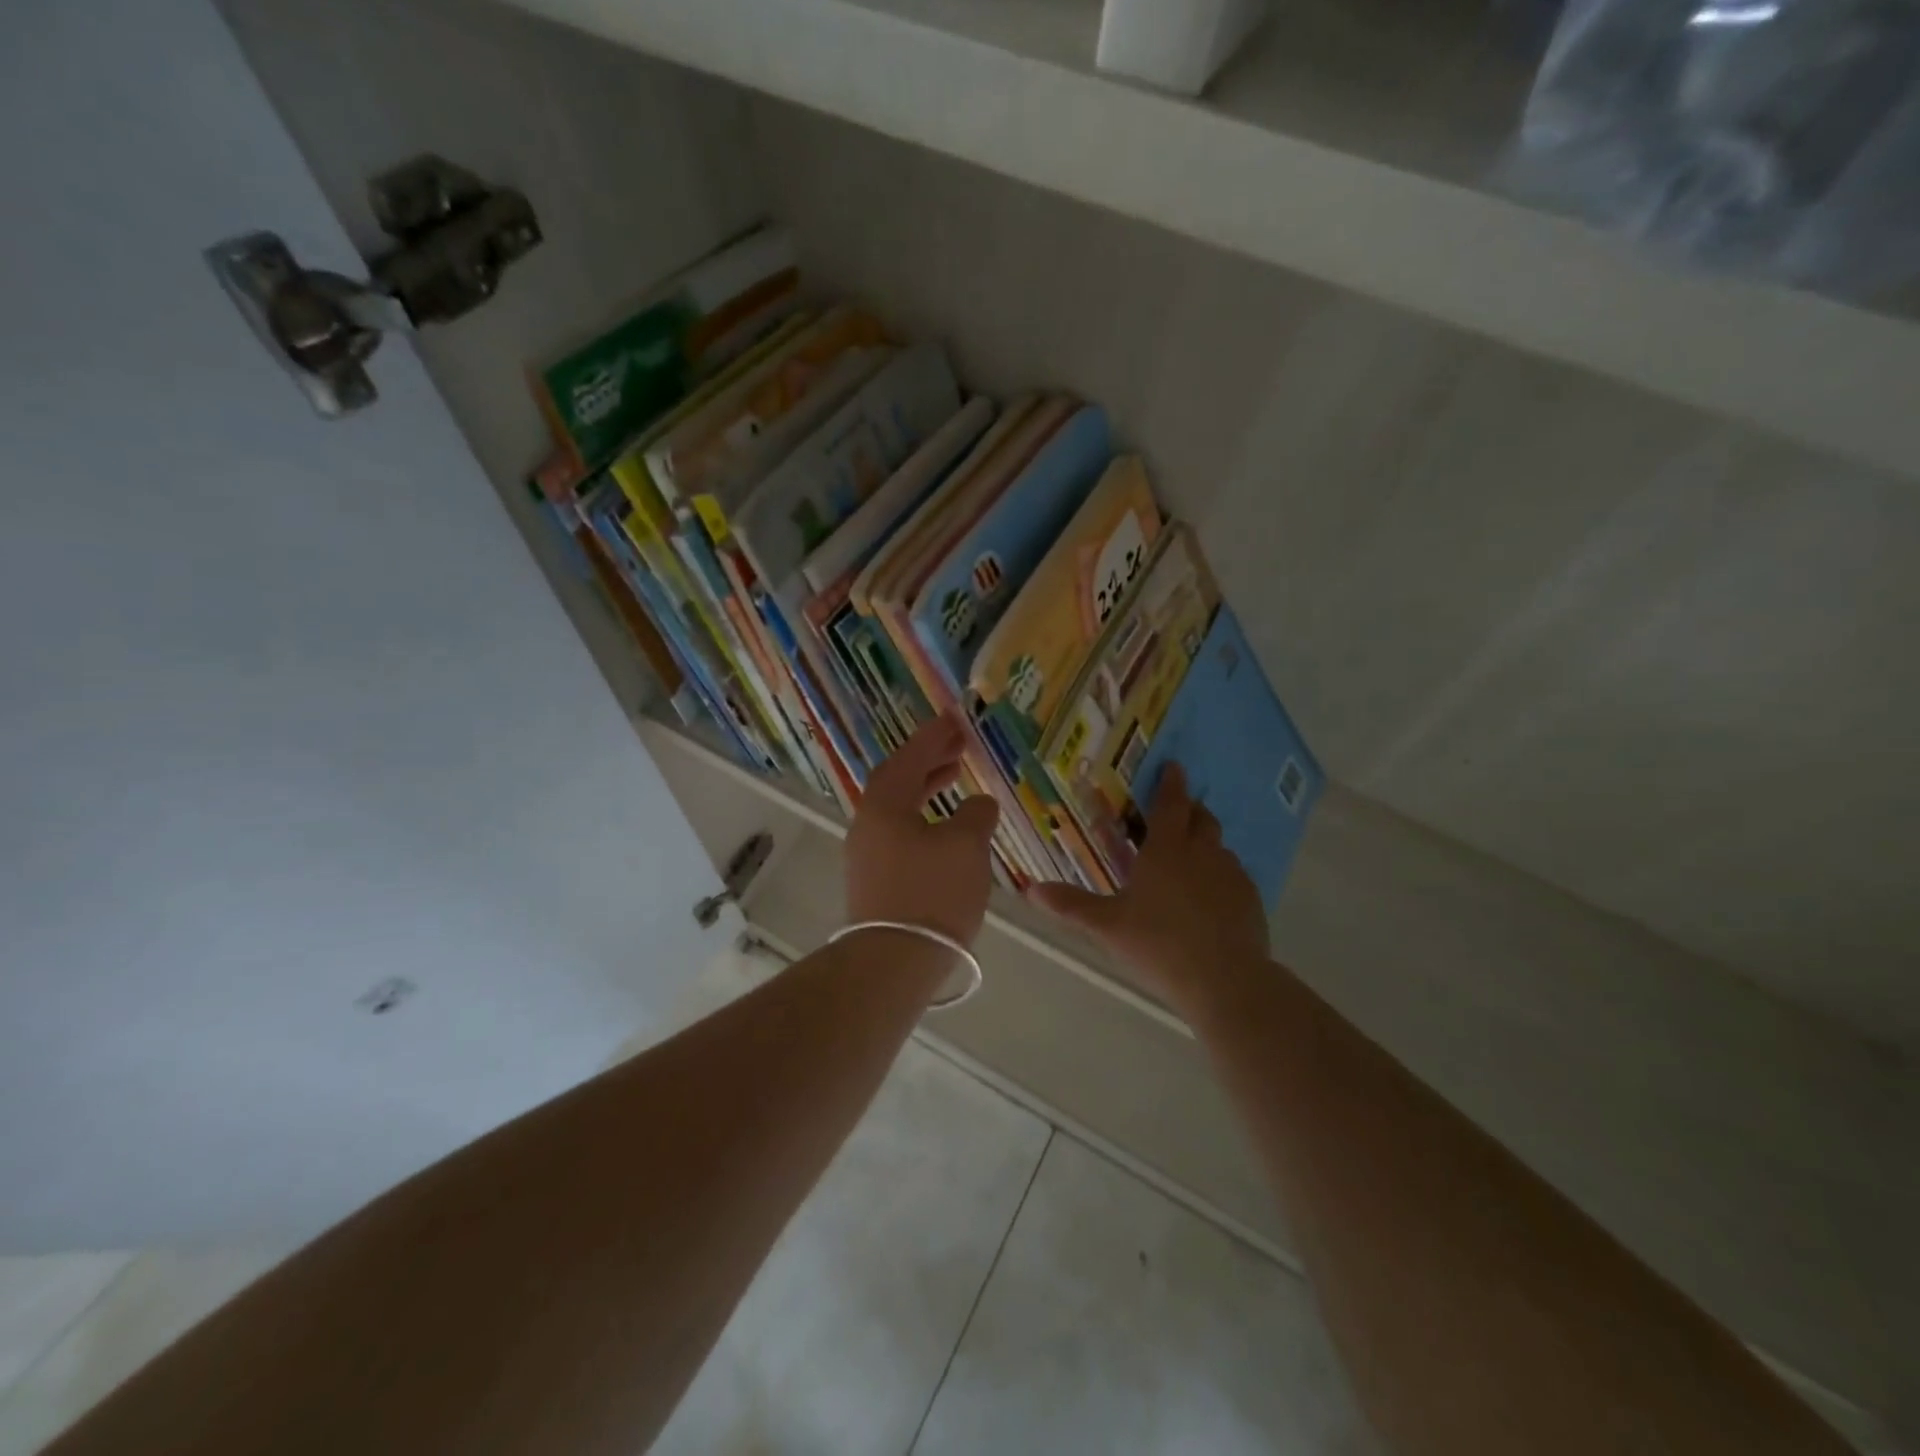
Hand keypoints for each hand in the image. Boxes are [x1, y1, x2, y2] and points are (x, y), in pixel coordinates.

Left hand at [845, 713, 1000, 944]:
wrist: (893, 962)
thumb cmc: (932, 895)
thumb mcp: (966, 847)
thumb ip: (976, 815)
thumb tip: (978, 805)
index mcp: (885, 806)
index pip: (909, 757)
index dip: (934, 736)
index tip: (954, 719)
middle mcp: (868, 824)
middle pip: (899, 780)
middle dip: (930, 759)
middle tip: (959, 745)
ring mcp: (867, 855)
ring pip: (899, 808)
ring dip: (927, 788)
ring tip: (955, 777)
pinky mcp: (875, 881)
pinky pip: (901, 832)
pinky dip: (924, 818)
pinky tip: (946, 829)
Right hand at [1027, 764, 1269, 1004]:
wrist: (1225, 981)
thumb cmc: (1159, 944)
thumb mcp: (1107, 926)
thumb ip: (1071, 905)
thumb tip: (1030, 889)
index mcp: (1166, 850)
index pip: (1171, 804)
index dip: (1171, 783)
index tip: (1174, 766)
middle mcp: (1202, 853)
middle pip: (1202, 819)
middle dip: (1191, 810)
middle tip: (1178, 812)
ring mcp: (1232, 875)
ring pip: (1220, 848)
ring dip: (1206, 844)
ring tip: (1191, 861)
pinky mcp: (1251, 900)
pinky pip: (1235, 876)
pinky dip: (1221, 876)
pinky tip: (1211, 899)